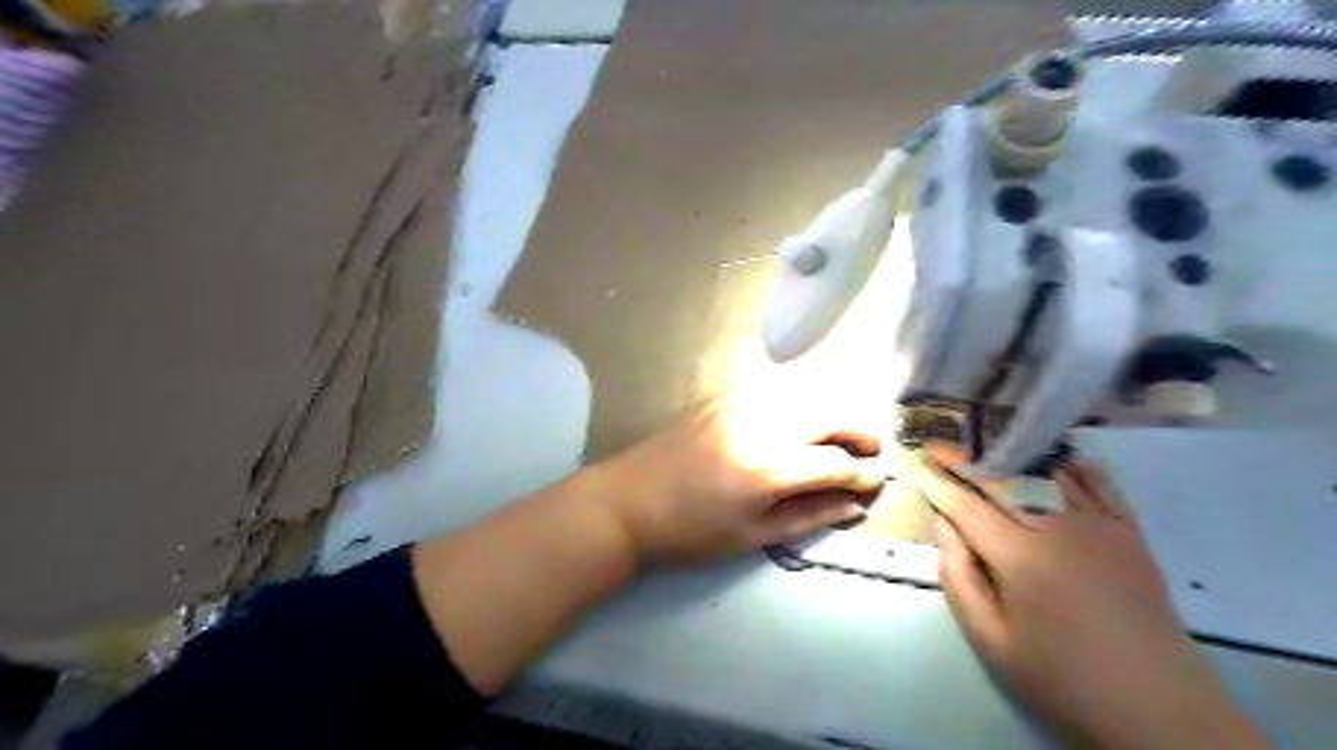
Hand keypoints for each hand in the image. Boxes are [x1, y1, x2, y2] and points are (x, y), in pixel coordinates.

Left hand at [596, 398, 886, 560]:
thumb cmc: (688, 531)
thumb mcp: (751, 535)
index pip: (836, 463)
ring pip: (806, 395)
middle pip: (830, 414)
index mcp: (769, 466)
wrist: (627, 501)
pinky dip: (799, 403)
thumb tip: (854, 505)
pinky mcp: (722, 396)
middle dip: (859, 432)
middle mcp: (761, 423)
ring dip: (832, 413)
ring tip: (839, 438)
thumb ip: (808, 516)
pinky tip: (798, 423)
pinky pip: (775, 391)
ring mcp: (740, 402)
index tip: (875, 483)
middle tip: (870, 451)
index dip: (862, 475)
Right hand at [920, 445, 1272, 749]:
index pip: (966, 506)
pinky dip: (1072, 464)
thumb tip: (943, 526)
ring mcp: (1098, 525)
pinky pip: (1098, 482)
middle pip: (1003, 480)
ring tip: (985, 443)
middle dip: (966, 461)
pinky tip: (1053, 457)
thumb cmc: (1062, 677)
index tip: (916, 464)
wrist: (1158, 707)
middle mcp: (1057, 527)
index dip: (938, 483)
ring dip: (1012, 455)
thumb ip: (957, 577)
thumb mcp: (990, 640)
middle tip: (939, 445)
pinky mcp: (1129, 532)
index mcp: (1019, 557)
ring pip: (1046, 473)